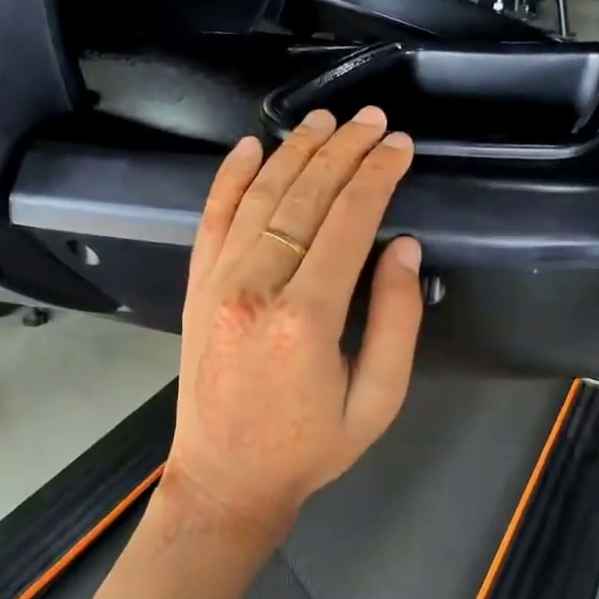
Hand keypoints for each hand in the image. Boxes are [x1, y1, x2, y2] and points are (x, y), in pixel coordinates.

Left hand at [161, 107, 424, 558]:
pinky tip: (249, 147)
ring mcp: (218, 283)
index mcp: (306, 318)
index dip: (377, 176)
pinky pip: (211, 219)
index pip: (348, 221)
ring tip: (324, 120)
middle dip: (343, 150)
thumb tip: (402, 247)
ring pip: (260, 197)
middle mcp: (256, 287)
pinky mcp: (196, 288)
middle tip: (371, 119)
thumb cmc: (308, 449)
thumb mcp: (377, 401)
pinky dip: (230, 178)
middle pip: (304, 197)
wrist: (224, 479)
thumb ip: (395, 321)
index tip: (400, 146)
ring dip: (294, 152)